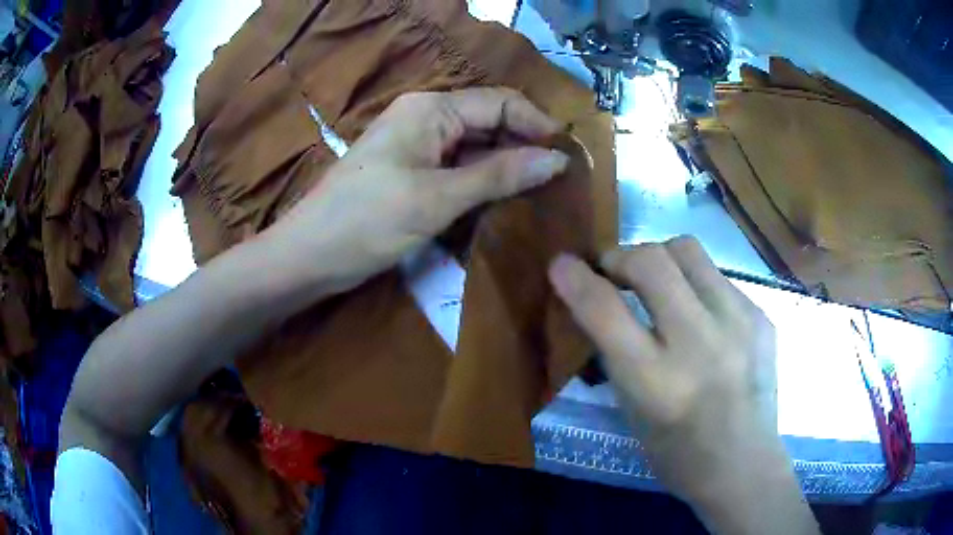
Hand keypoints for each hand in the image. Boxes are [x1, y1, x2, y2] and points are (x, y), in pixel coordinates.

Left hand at [263, 87, 567, 292]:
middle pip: (489, 123)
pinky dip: (482, 183)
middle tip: (560, 182)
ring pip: (476, 148)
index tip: (570, 157)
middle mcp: (426, 118)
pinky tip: (505, 202)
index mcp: (431, 109)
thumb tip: (557, 159)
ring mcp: (417, 146)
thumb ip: (499, 175)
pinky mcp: (412, 172)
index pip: (500, 103)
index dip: (537, 125)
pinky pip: (458, 168)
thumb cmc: (368, 221)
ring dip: (506, 168)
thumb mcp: (437, 198)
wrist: (309, 256)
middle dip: (524, 148)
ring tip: (541, 195)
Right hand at [549, 237, 816, 533]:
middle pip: (652, 261)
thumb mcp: (633, 412)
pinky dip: (696, 286)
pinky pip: (717, 277)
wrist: (745, 466)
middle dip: (621, 257)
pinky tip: (701, 316)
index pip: (606, 312)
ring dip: (660, 260)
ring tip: (659, 284)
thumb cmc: (677, 453)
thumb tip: (597, 297)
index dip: (576, 280)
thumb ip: (616, 353)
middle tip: (615, 273)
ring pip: (687, 250)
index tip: (561, 264)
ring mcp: (739, 324)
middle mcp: (700, 345)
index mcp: (657, 384)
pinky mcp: (761, 316)